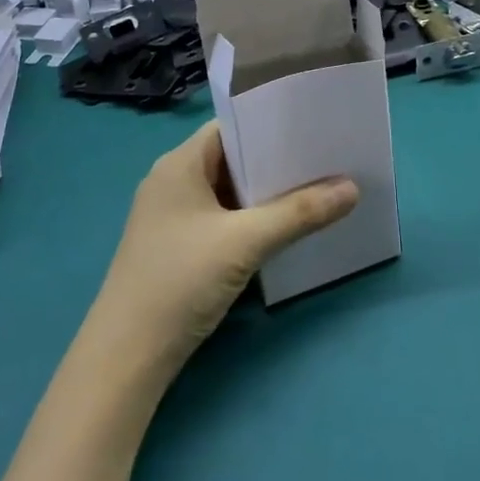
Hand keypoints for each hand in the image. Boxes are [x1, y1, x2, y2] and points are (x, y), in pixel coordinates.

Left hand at [91, 123, 358, 373]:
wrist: (127, 356)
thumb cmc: (180, 280)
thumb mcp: (245, 242)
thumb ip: (299, 212)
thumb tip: (352, 188)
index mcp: (179, 164)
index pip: (230, 127)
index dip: (269, 124)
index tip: (312, 127)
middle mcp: (172, 182)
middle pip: (231, 159)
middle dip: (275, 161)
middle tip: (325, 158)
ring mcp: (173, 217)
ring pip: (228, 192)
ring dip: (265, 194)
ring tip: (315, 188)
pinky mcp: (178, 247)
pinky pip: (222, 219)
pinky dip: (250, 219)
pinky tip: (283, 227)